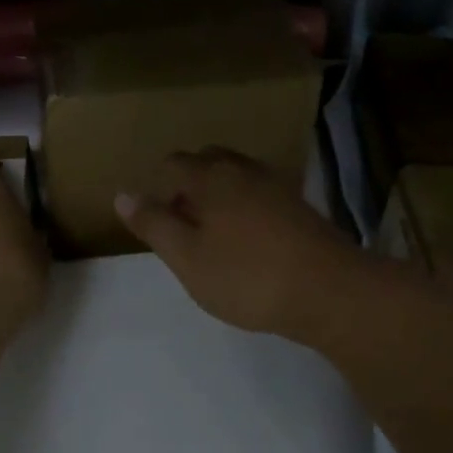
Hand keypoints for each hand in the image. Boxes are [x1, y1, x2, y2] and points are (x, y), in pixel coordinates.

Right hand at [114, 148, 367, 341]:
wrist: (329, 290)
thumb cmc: (246, 276)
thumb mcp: (187, 257)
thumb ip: (154, 224)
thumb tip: (123, 194)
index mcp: (211, 176)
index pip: (174, 163)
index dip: (159, 185)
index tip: (157, 219)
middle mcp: (244, 169)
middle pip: (208, 162)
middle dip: (190, 185)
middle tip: (183, 225)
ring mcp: (277, 184)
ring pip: (237, 177)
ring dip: (219, 195)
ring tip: (213, 235)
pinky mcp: (300, 205)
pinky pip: (260, 193)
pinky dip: (246, 206)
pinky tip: (249, 240)